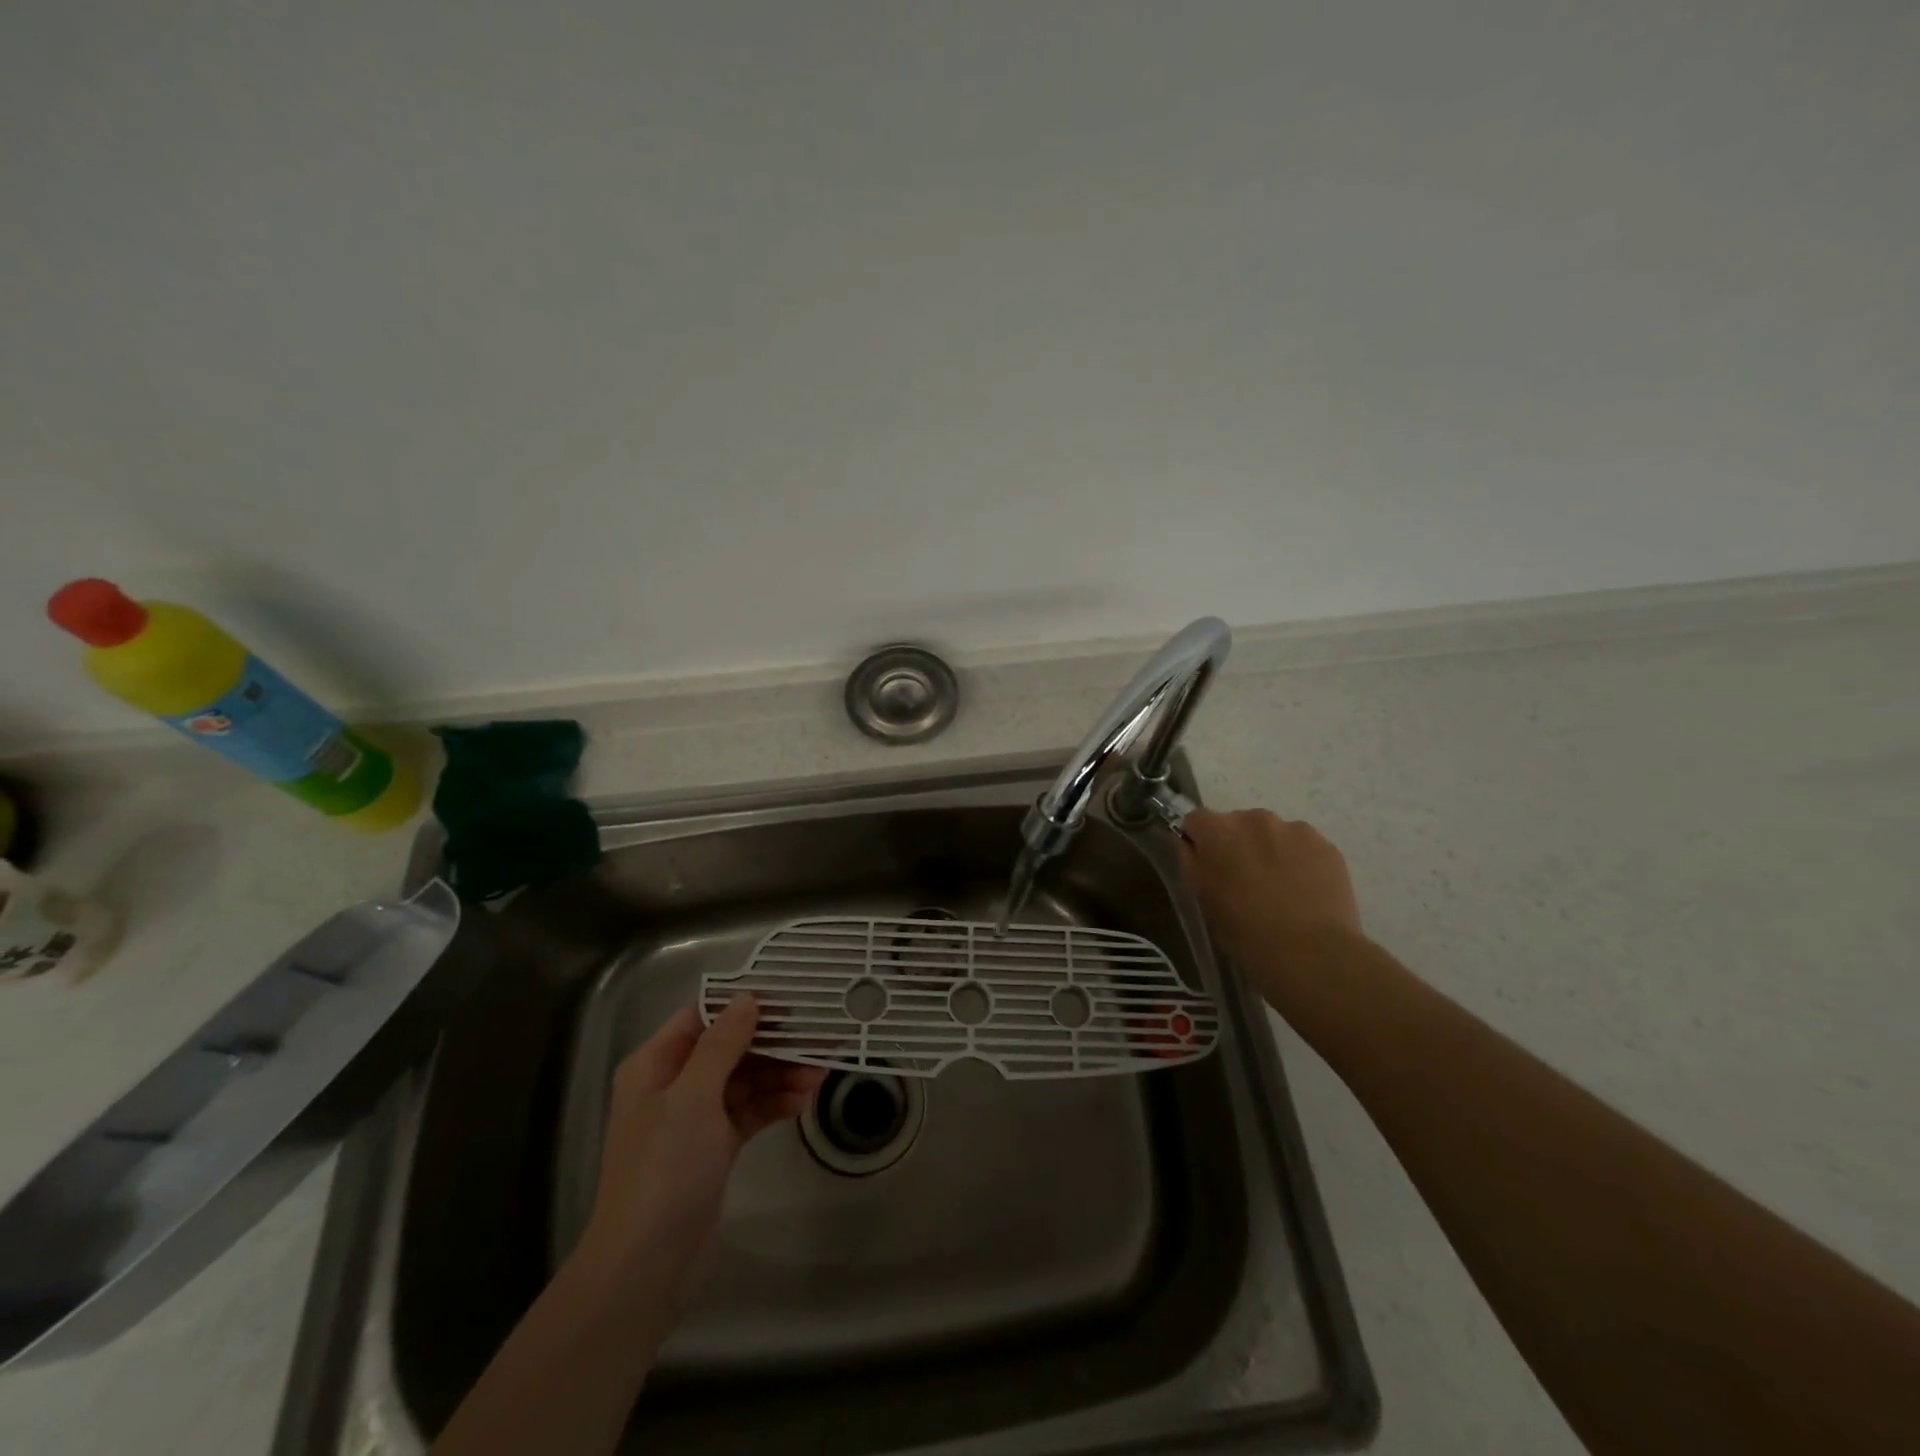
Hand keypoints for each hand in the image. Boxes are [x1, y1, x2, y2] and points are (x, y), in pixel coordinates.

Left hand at [576, 995, 824, 1312]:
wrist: (646, 1265)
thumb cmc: (664, 1169)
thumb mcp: (693, 1097)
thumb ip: (722, 1044)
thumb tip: (747, 998)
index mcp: (656, 1064)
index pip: (702, 1017)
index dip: (742, 1005)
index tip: (788, 999)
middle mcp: (674, 1084)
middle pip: (730, 1048)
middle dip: (772, 1043)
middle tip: (818, 1036)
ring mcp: (694, 1119)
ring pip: (745, 1080)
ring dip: (780, 1074)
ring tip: (820, 1074)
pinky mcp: (714, 1148)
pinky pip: (749, 1112)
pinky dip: (774, 1104)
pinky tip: (802, 1101)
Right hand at [1179, 808, 1363, 1007]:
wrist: (1312, 953)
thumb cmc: (1245, 931)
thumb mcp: (1203, 899)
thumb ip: (1192, 862)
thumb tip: (1193, 845)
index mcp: (1218, 830)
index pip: (1196, 820)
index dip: (1199, 841)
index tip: (1207, 866)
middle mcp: (1255, 819)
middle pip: (1237, 823)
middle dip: (1237, 845)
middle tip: (1245, 882)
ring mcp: (1295, 829)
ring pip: (1273, 833)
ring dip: (1270, 851)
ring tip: (1280, 889)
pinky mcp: (1326, 845)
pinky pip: (1303, 846)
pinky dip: (1300, 861)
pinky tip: (1304, 892)